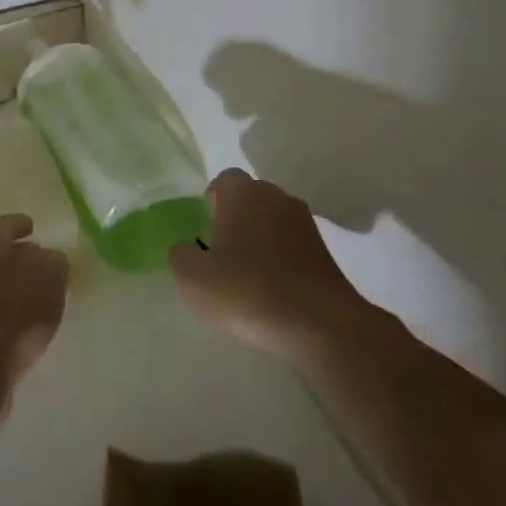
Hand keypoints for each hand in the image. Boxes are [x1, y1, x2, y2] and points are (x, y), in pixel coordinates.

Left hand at [0, 215, 68, 388]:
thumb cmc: (16, 313)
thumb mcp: (50, 279)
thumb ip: (53, 262)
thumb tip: (48, 258)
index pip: (7, 224)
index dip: (22, 224)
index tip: (33, 228)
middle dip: (12, 255)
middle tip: (34, 263)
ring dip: (3, 283)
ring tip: (28, 295)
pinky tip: (12, 320)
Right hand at [169, 169, 370, 365]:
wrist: (321, 324)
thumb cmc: (249, 290)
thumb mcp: (193, 279)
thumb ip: (180, 255)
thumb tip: (187, 249)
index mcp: (243, 193)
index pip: (223, 181)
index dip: (211, 203)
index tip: (205, 232)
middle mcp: (276, 197)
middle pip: (249, 199)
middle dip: (235, 220)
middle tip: (221, 255)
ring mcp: (305, 223)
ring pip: (272, 222)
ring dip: (259, 241)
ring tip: (247, 277)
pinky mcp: (324, 251)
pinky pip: (291, 246)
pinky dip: (280, 260)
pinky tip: (272, 291)